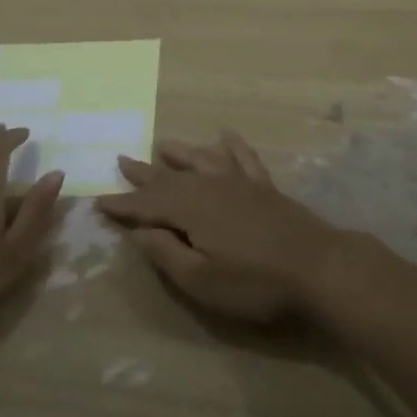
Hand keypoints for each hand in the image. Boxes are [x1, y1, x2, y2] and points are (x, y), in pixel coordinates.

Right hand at [95, 130, 344, 324]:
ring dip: (180, 152)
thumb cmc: (254, 282)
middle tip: (122, 160)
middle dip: (144, 173)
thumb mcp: (201, 280)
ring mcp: (240, 182)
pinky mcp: (264, 186)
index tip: (98, 200)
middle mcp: (210, 186)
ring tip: (163, 144)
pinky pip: (243, 157)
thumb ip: (166, 253)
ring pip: (202, 159)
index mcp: (190, 210)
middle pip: (170, 177)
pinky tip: (226, 134)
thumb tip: (138, 231)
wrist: (318, 267)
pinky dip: (232, 144)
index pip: (147, 205)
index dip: (122, 205)